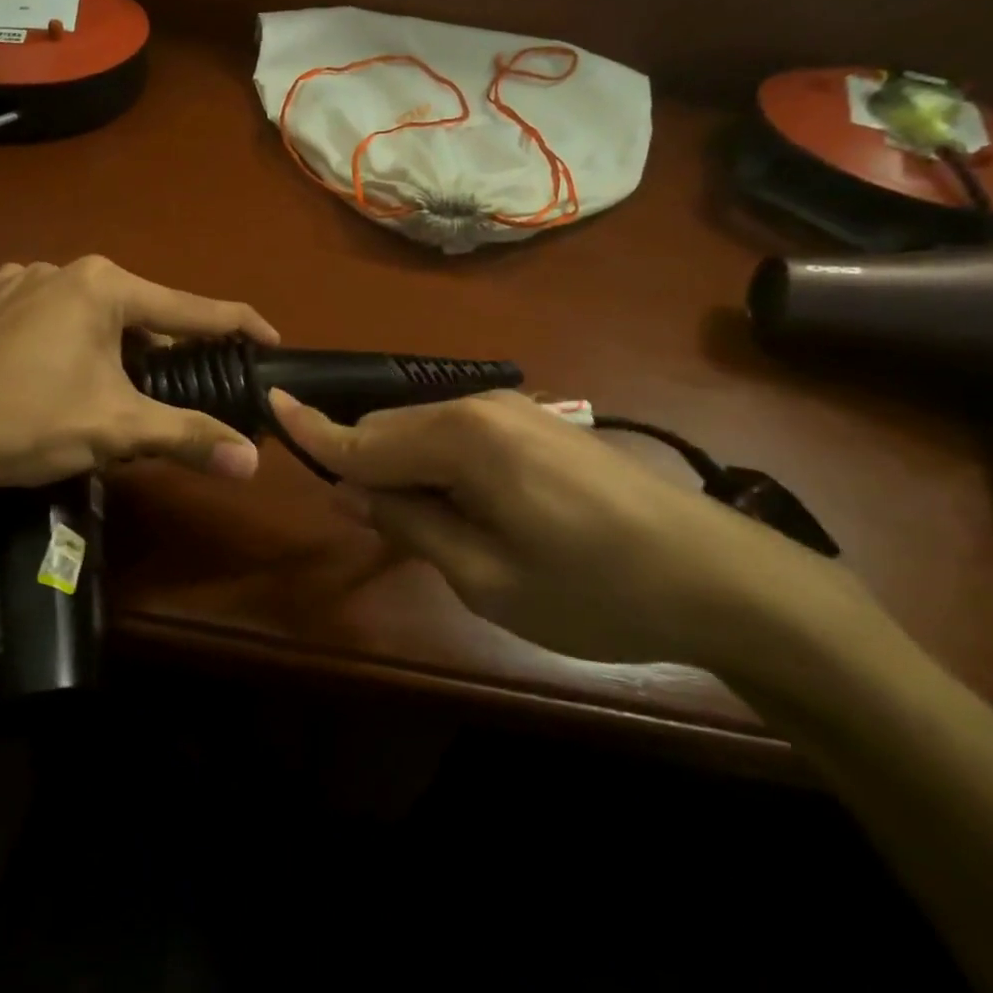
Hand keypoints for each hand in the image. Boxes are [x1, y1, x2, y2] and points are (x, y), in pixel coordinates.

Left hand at [0, 257, 278, 503]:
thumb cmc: (28, 422)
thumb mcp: (116, 429)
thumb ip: (189, 437)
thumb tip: (252, 464)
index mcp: (101, 286)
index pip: (190, 307)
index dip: (236, 325)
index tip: (270, 338)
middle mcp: (58, 267)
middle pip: (136, 310)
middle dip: (163, 346)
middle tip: (182, 383)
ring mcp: (10, 281)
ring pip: (84, 311)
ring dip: (109, 344)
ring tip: (111, 385)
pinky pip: (37, 315)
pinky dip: (58, 339)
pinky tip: (50, 369)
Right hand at [270, 389, 848, 668]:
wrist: (725, 579)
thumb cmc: (594, 589)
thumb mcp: (484, 574)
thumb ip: (408, 522)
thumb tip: (346, 489)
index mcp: (460, 438)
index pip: (362, 437)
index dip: (311, 429)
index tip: (268, 403)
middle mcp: (479, 406)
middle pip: (389, 428)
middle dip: (361, 463)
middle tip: (361, 518)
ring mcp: (515, 410)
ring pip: (424, 431)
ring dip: (402, 468)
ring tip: (418, 524)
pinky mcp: (539, 424)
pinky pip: (461, 436)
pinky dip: (438, 466)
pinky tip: (461, 507)